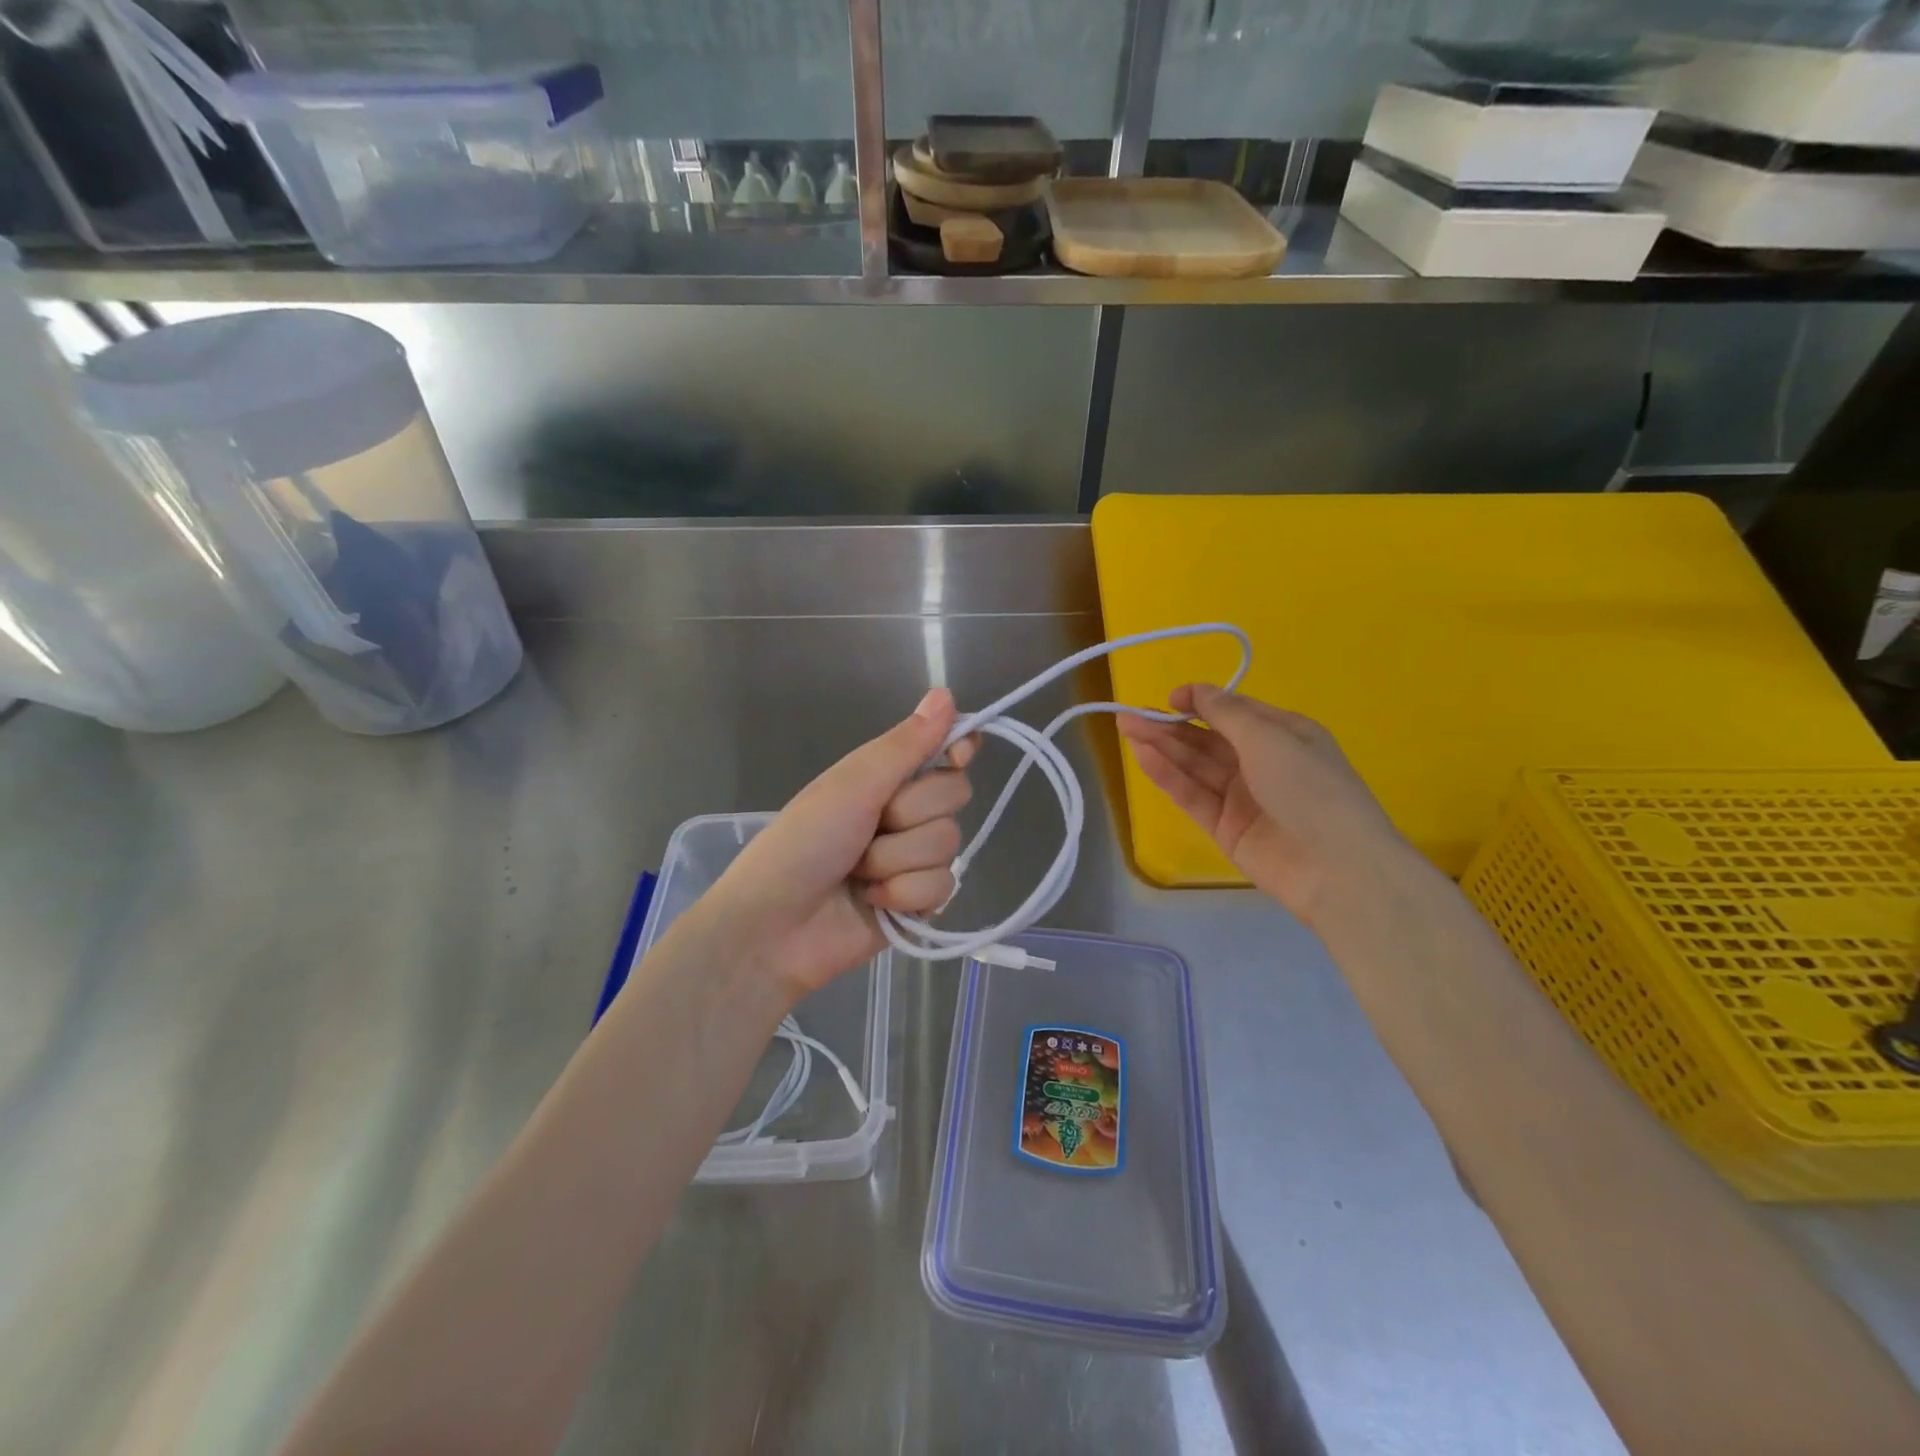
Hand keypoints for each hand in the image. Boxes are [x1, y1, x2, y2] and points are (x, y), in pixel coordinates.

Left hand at [697, 688, 975, 1001]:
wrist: (773, 928)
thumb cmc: (803, 843)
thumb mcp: (853, 785)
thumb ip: (905, 745)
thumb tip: (947, 694)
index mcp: (885, 777)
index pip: (944, 751)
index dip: (957, 751)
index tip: (955, 758)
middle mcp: (904, 813)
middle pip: (954, 797)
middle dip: (910, 815)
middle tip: (870, 827)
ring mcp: (912, 858)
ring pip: (948, 844)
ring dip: (898, 860)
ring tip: (858, 872)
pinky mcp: (917, 902)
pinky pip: (943, 887)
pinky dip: (904, 894)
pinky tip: (873, 902)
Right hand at [1117, 684, 1416, 926]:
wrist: (1336, 868)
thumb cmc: (1310, 788)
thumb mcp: (1270, 738)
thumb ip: (1227, 714)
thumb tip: (1197, 690)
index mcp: (1284, 735)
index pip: (1234, 712)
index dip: (1201, 702)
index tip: (1169, 698)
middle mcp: (1262, 762)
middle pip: (1207, 739)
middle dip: (1170, 725)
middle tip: (1129, 716)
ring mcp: (1242, 797)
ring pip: (1195, 766)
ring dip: (1162, 747)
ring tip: (1126, 729)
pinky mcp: (1225, 828)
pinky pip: (1193, 796)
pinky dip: (1169, 777)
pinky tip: (1144, 758)